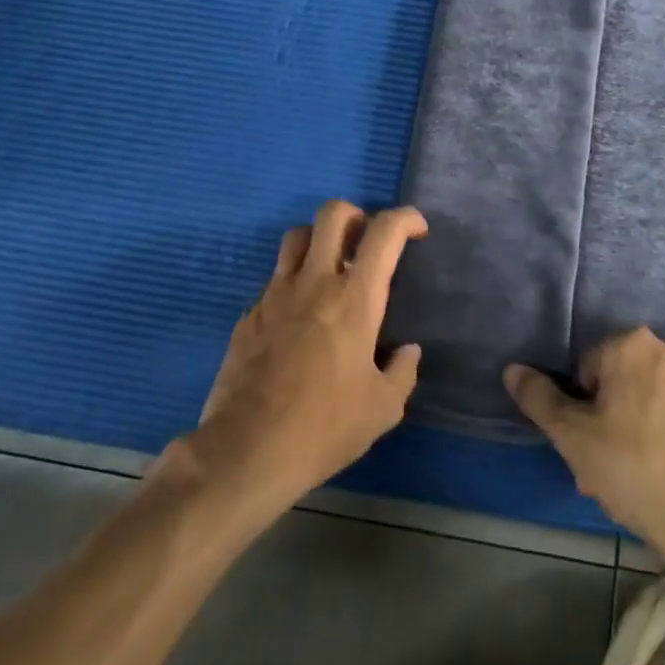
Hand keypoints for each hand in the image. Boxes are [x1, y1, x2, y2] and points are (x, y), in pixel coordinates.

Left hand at [183, 201, 426, 518]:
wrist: (247, 449)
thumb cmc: (324, 427)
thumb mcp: (382, 409)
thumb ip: (402, 372)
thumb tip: (408, 352)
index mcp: (355, 298)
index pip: (384, 233)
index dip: (405, 218)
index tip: (417, 229)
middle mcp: (315, 282)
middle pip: (332, 214)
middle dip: (355, 214)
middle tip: (365, 240)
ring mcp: (276, 294)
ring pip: (297, 237)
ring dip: (319, 240)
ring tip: (330, 268)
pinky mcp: (250, 313)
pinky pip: (275, 279)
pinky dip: (293, 283)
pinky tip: (299, 318)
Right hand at [504, 328, 664, 577]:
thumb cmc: (636, 472)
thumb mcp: (573, 438)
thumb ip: (540, 399)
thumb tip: (513, 369)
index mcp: (631, 346)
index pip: (589, 369)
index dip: (583, 409)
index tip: (590, 447)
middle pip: (626, 381)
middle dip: (615, 416)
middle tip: (612, 466)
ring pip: (660, 397)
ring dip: (647, 424)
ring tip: (646, 475)